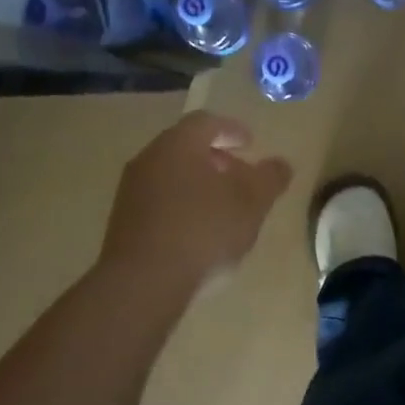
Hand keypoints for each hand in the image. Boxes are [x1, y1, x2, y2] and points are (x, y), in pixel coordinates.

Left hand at [100, 112, 293, 298]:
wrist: (144, 283)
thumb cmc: (203, 232)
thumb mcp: (251, 204)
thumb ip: (269, 179)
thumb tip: (281, 164)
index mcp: (178, 145)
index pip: (207, 122)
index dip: (232, 130)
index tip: (251, 143)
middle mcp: (149, 159)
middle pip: (186, 148)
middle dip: (217, 159)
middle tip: (241, 177)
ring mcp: (131, 192)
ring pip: (172, 176)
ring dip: (199, 185)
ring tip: (223, 209)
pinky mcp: (124, 222)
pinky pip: (160, 202)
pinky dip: (183, 206)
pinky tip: (199, 233)